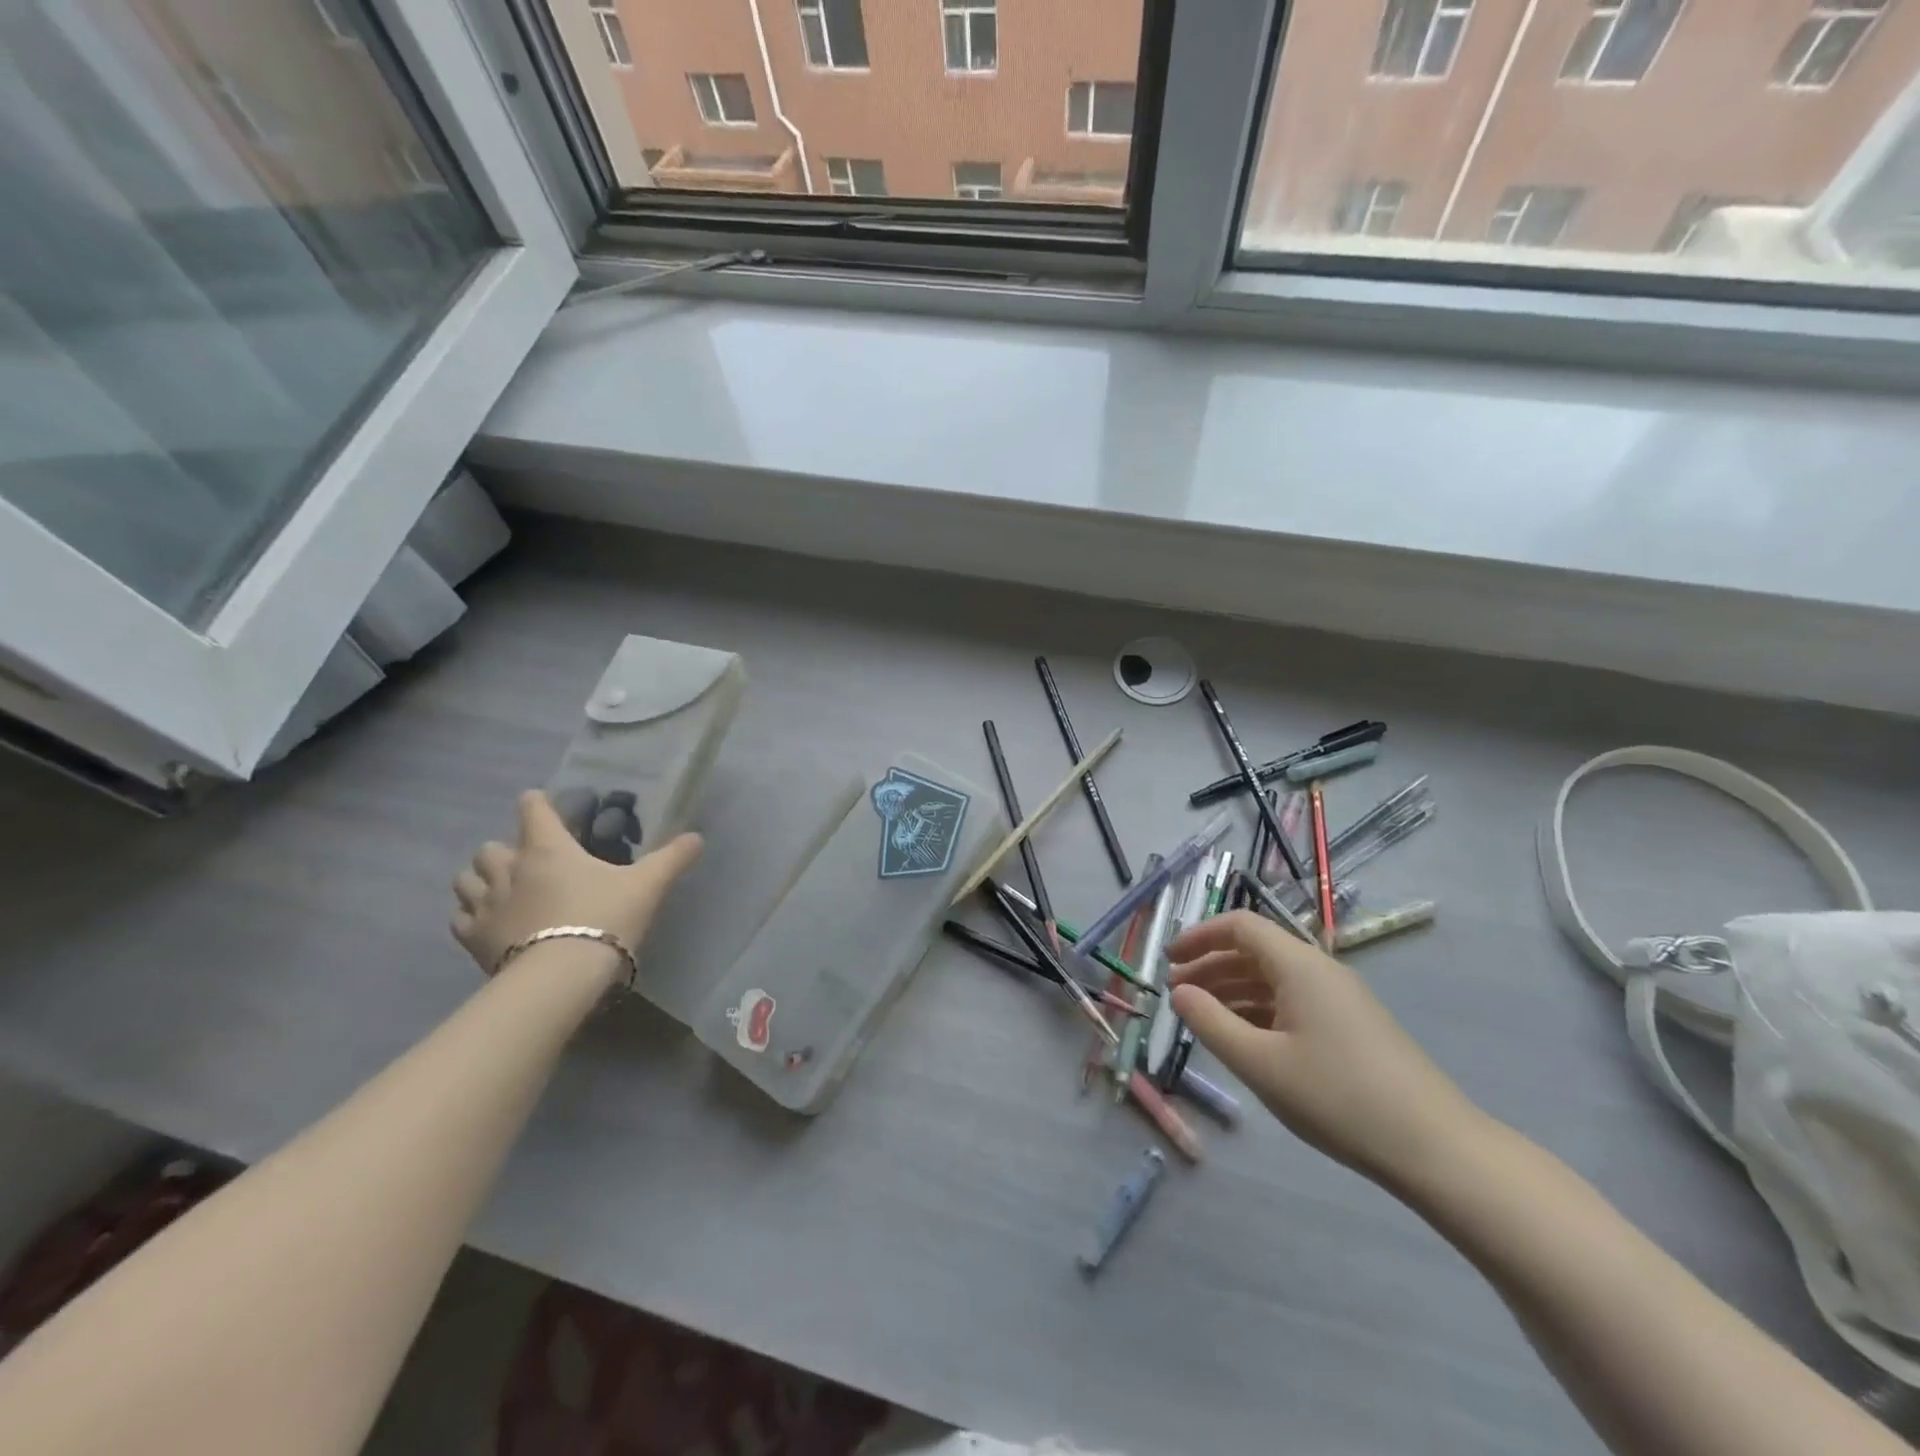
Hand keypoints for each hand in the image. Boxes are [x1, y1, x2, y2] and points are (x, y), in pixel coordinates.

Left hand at [451, 791, 702, 976]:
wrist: (562, 977)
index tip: (544, 806)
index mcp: (548, 848)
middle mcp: (510, 868)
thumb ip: (672, 858)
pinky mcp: (472, 938)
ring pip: (466, 878)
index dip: (538, 803)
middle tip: (529, 862)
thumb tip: (698, 837)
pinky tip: (489, 924)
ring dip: (481, 879)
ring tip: (502, 890)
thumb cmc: (604, 918)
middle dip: (506, 849)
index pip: (532, 808)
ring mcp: (486, 904)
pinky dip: (471, 915)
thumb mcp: (647, 885)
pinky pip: (460, 918)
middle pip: (491, 846)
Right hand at [1168, 910, 1483, 1190]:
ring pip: (1273, 979)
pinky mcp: (1352, 1027)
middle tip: (1177, 994)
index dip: (1199, 936)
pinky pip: (1293, 1002)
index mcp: (1299, 965)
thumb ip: (1211, 1023)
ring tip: (1202, 1016)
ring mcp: (1340, 999)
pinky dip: (1259, 1010)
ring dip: (1232, 990)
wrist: (1435, 1148)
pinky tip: (1245, 1038)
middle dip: (1210, 966)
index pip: (1240, 926)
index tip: (1167, 961)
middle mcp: (1320, 971)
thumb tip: (1179, 993)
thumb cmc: (1338, 1097)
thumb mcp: (1260, 1063)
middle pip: (1255, 950)